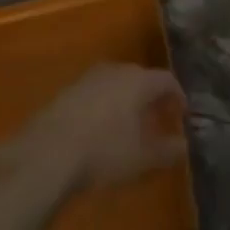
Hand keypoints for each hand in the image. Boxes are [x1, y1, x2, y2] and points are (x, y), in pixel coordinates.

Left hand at [16, 64, 187, 194]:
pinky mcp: (66, 90)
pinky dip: (104, 105)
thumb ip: (167, 150)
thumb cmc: (103, 152)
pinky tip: (99, 128)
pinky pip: (95, 93)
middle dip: (151, 97)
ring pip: (115, 83)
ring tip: (127, 124)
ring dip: (125, 100)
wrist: (46, 153)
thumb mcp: (142, 158)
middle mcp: (115, 70)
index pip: (167, 80)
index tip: (181, 114)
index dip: (177, 96)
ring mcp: (87, 78)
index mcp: (138, 81)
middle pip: (140, 78)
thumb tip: (183, 145)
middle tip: (156, 119)